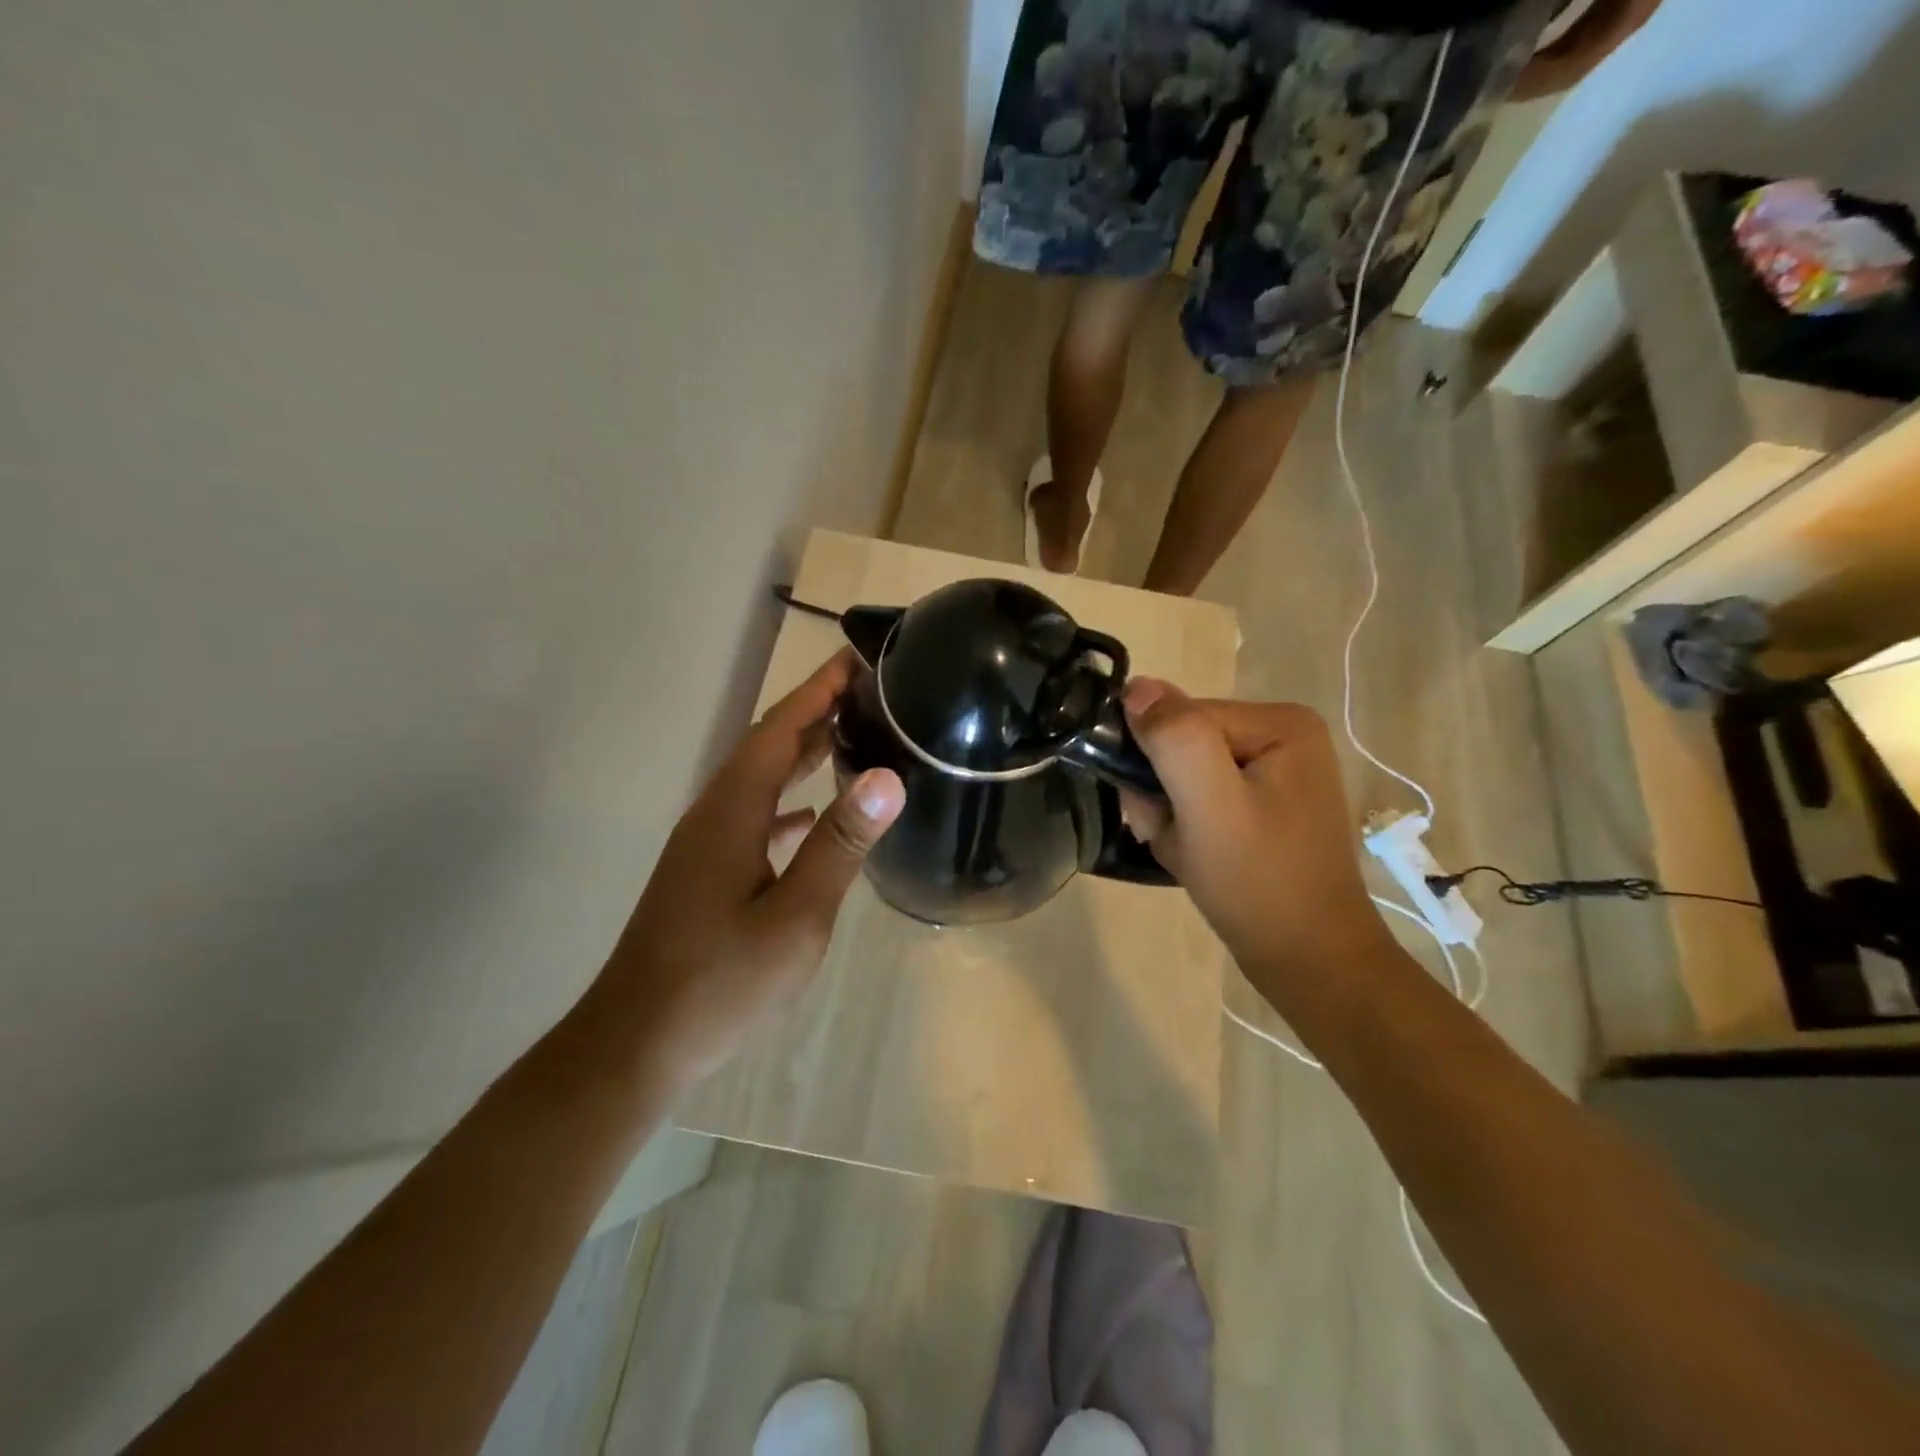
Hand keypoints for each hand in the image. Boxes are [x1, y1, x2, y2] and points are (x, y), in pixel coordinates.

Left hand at [578, 650, 904, 1092]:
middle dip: (813, 712)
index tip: (855, 659)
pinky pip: (753, 816)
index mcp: (733, 811)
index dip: (817, 691)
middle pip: (767, 746)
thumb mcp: (796, 915)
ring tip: (850, 736)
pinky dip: (786, 801)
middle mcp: (714, 815)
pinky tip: (811, 815)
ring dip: (801, 753)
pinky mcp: (705, 873)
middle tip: (865, 691)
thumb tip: (887, 776)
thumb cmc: (721, 981)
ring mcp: (705, 845)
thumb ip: (840, 844)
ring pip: (759, 781)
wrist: (637, 1043)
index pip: (779, 730)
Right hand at [1116, 679, 1392, 982]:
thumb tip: (1136, 686)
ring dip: (1170, 815)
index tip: (1157, 812)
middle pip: (1183, 746)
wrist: (1310, 963)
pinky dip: (1186, 829)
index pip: (1182, 718)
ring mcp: (1277, 773)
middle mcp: (1282, 736)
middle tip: (1172, 837)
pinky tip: (1197, 857)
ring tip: (1187, 852)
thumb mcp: (1210, 806)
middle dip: (1163, 793)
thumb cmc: (1260, 882)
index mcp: (1280, 722)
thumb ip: (1175, 740)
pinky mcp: (1266, 805)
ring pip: (1185, 775)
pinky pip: (1202, 799)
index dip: (1156, 765)